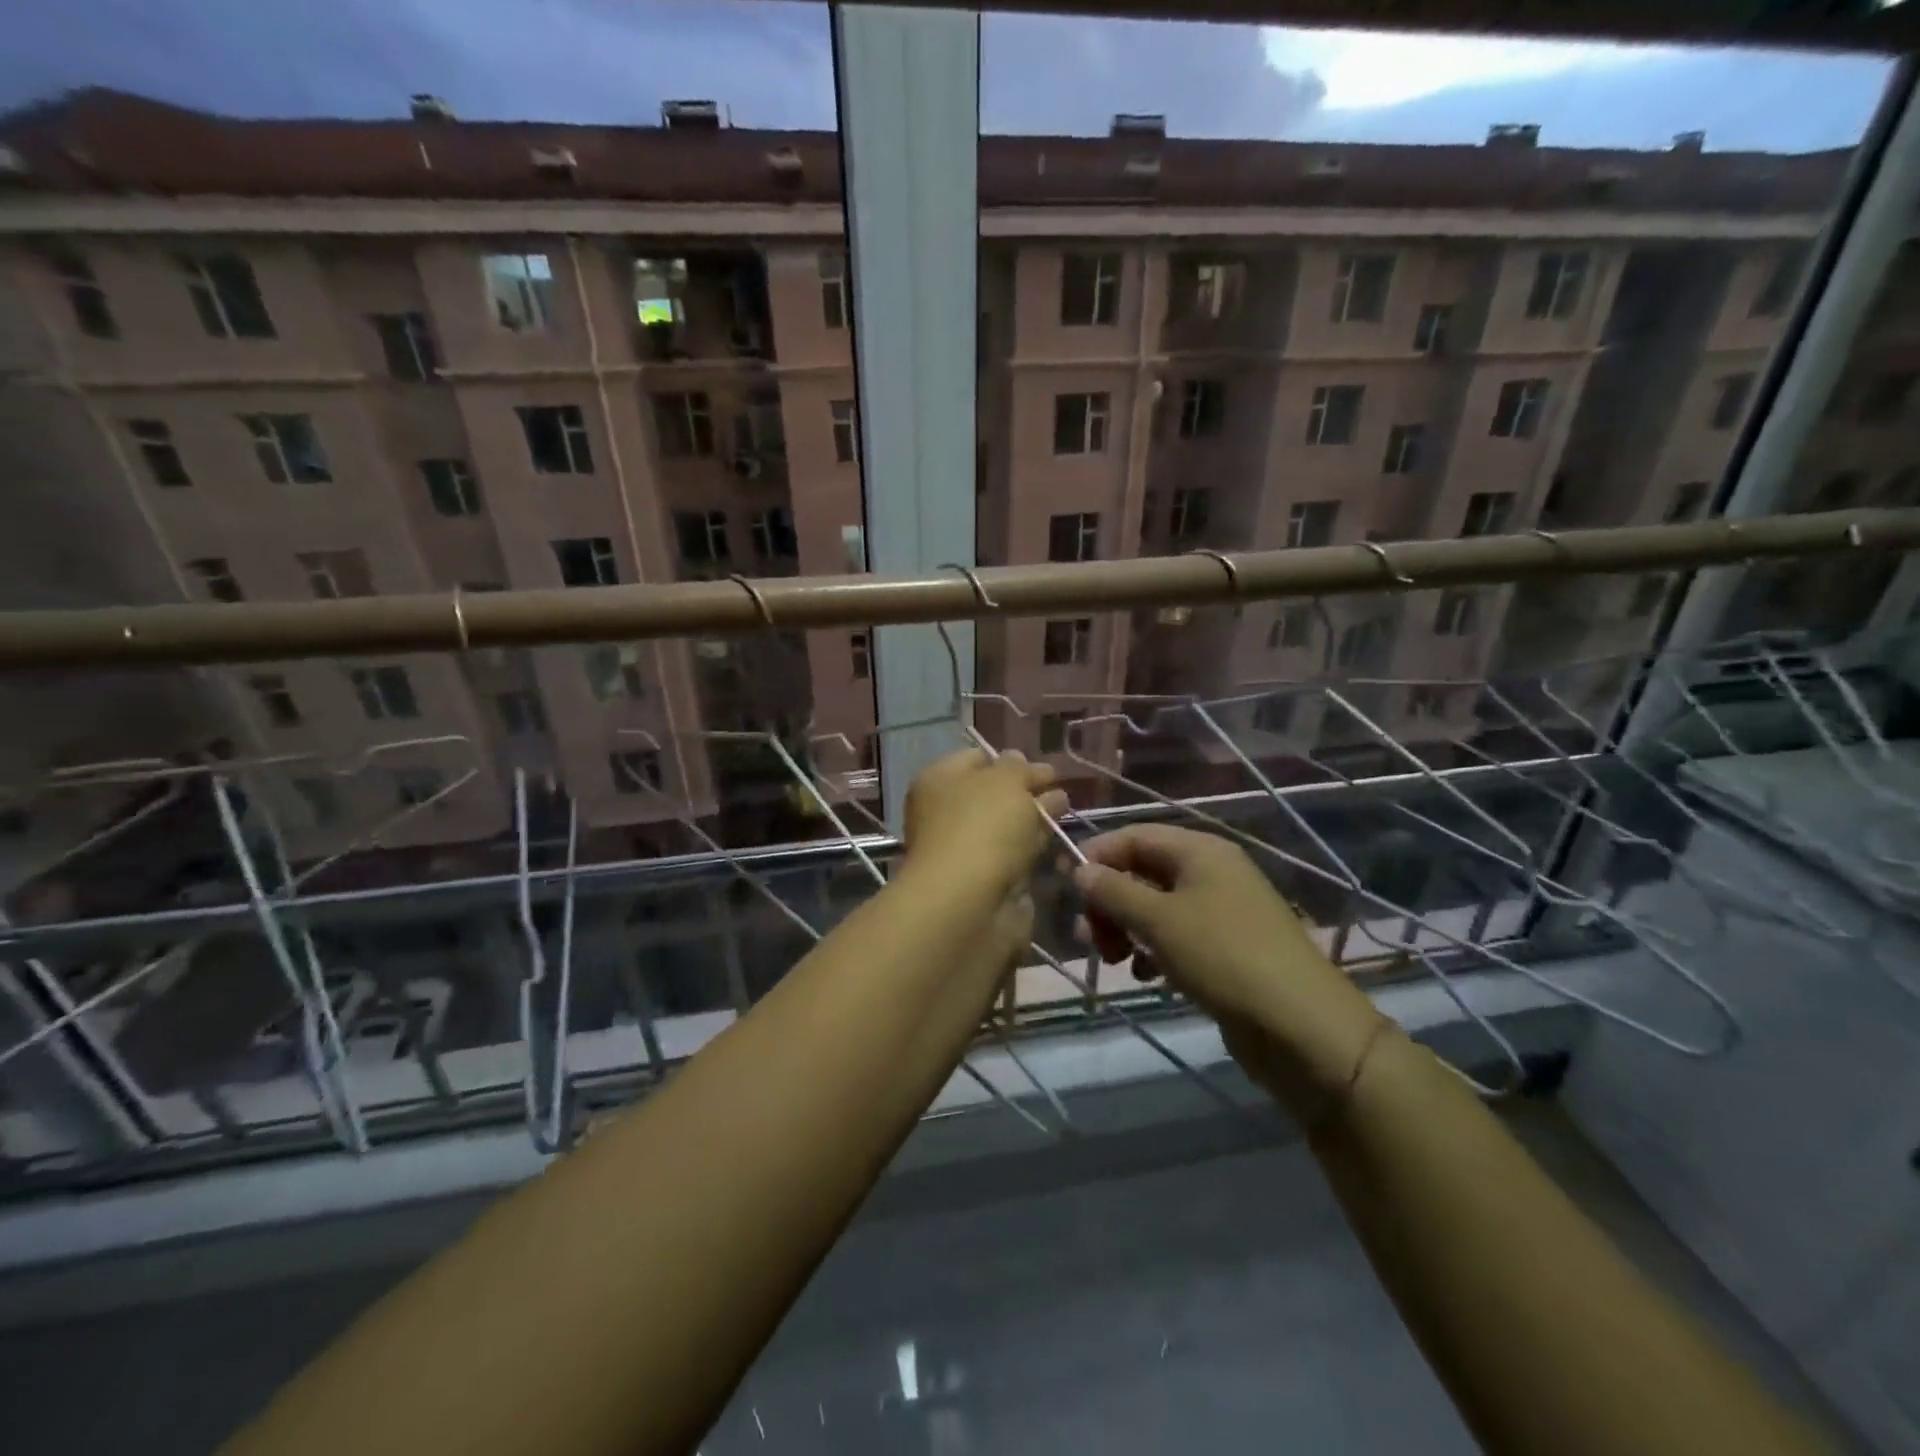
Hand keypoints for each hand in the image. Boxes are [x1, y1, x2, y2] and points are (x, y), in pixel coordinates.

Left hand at [903, 748, 1067, 895]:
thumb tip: (1020, 761)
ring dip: (1033, 819)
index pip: (976, 758)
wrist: (969, 904)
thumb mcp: (1006, 782)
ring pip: (1005, 827)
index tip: (1044, 767)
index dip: (1009, 760)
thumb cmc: (982, 828)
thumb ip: (1019, 768)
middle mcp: (946, 813)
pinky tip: (1058, 842)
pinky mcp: (984, 882)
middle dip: (1027, 790)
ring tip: (1068, 810)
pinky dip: (1033, 849)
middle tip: (1062, 788)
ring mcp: (964, 850)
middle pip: (993, 794)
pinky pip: (1013, 857)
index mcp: (938, 781)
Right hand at [1072, 824, 1385, 1120]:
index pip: (1134, 836)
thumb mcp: (1159, 920)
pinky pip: (1176, 936)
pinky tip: (1144, 975)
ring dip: (1126, 927)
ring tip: (1112, 959)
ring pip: (1156, 907)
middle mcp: (1211, 872)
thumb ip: (1114, 891)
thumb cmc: (1223, 957)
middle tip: (1088, 936)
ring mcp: (1221, 911)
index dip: (1097, 856)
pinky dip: (1152, 949)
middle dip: (1109, 900)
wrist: (1301, 1026)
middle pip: (1142, 871)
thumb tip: (1080, 869)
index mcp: (1200, 851)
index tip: (1066, 887)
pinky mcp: (1225, 948)